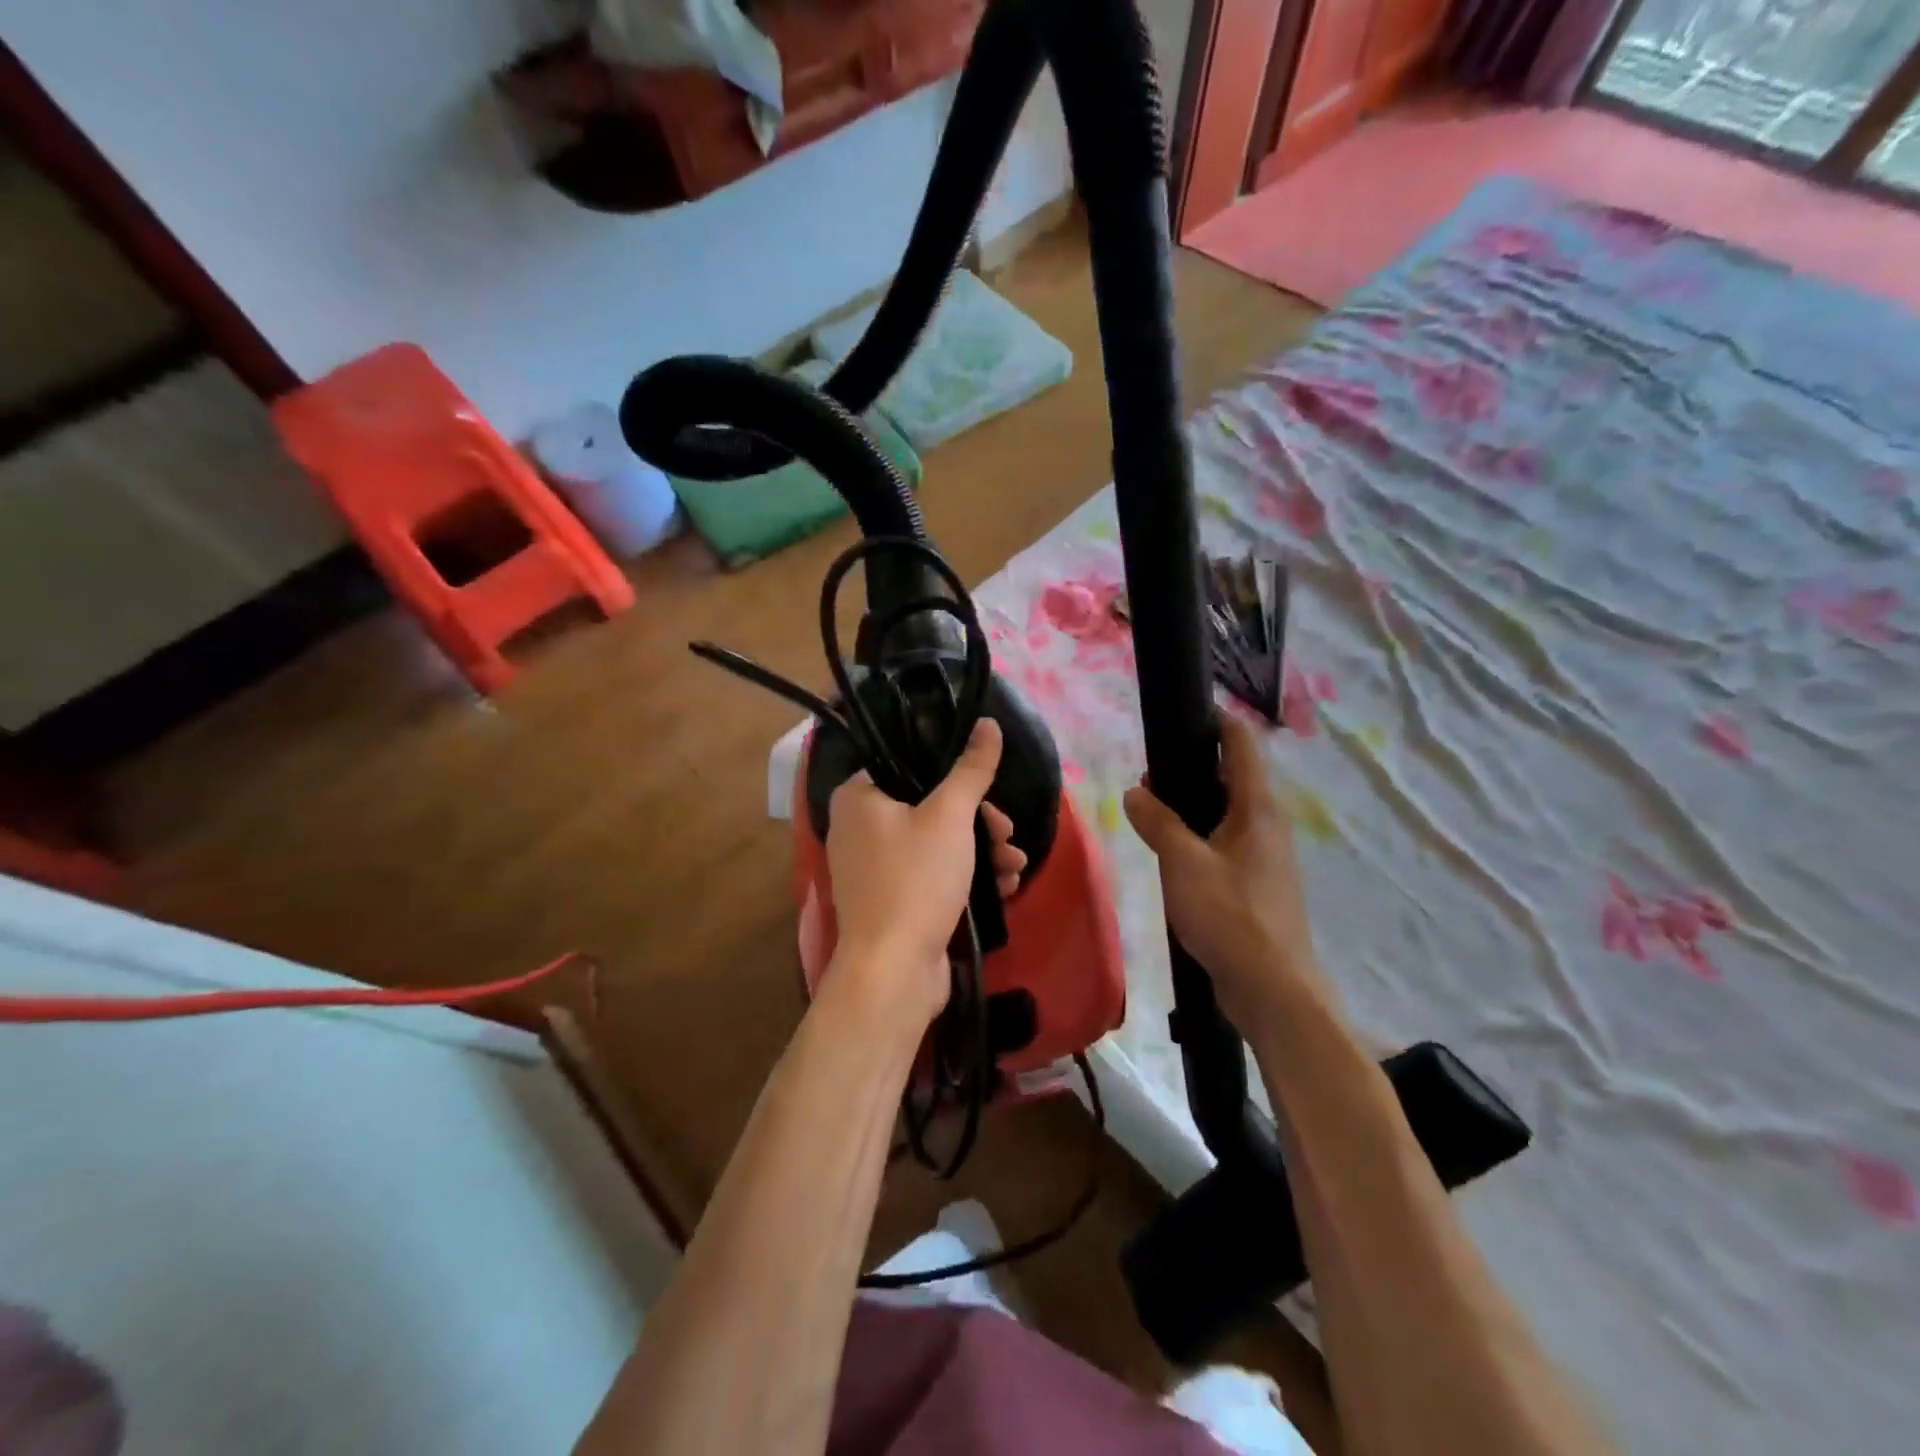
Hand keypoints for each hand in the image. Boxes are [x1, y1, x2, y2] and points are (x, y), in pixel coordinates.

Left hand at [822, 718, 1024, 1031]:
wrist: (893, 972)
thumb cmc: (915, 880)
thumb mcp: (950, 816)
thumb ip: (971, 768)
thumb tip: (988, 722)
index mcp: (858, 797)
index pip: (907, 763)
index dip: (953, 772)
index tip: (988, 789)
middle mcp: (859, 828)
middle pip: (929, 805)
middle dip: (979, 821)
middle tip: (1006, 833)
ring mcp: (875, 869)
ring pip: (937, 842)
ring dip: (982, 850)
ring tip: (1015, 865)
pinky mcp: (893, 900)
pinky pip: (933, 874)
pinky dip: (967, 876)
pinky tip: (1005, 887)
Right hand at [1123, 714, 1325, 1035]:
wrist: (1273, 989)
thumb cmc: (1230, 915)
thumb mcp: (1183, 863)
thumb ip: (1157, 823)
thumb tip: (1135, 792)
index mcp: (1258, 808)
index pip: (1242, 744)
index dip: (1216, 720)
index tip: (1181, 713)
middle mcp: (1268, 824)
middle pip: (1233, 777)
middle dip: (1192, 767)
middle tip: (1147, 772)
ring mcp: (1265, 856)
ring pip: (1227, 813)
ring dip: (1192, 806)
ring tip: (1150, 810)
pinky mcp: (1257, 885)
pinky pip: (1225, 844)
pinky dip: (1199, 836)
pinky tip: (1171, 854)